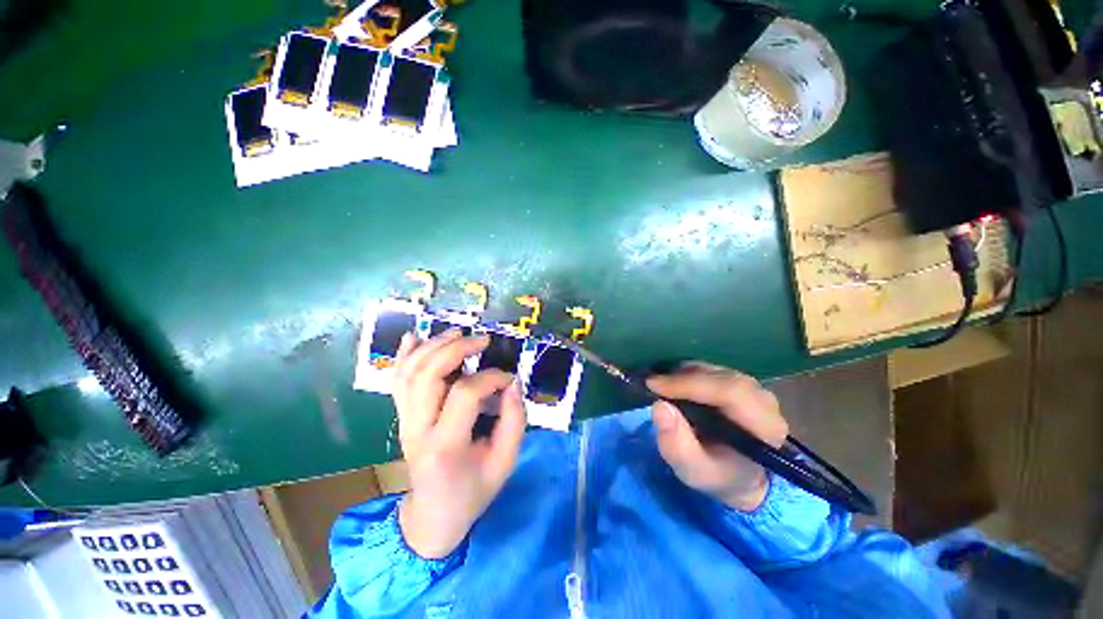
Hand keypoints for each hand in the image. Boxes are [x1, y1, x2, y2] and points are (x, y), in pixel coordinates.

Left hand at [391, 329, 526, 558]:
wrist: (432, 516)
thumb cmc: (472, 492)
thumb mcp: (504, 463)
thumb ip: (514, 421)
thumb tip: (512, 383)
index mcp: (445, 446)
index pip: (465, 394)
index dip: (491, 378)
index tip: (509, 379)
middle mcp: (417, 429)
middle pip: (428, 375)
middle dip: (456, 349)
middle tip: (482, 340)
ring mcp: (404, 421)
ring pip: (410, 372)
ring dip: (433, 346)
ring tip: (458, 334)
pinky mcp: (401, 417)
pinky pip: (397, 380)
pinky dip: (405, 355)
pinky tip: (414, 336)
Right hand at [647, 363, 788, 511]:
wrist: (738, 475)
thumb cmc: (718, 474)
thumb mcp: (693, 470)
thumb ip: (677, 445)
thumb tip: (660, 406)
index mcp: (764, 426)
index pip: (730, 392)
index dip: (689, 384)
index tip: (654, 385)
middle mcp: (763, 400)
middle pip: (720, 377)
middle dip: (682, 378)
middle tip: (652, 385)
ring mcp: (753, 387)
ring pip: (713, 369)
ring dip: (682, 375)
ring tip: (661, 388)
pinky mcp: (738, 381)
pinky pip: (709, 369)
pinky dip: (686, 373)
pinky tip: (673, 385)